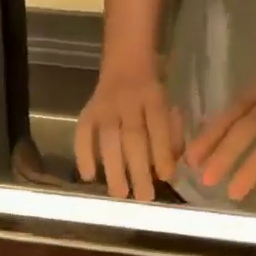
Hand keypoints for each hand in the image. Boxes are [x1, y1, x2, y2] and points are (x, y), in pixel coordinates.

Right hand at [74, 67, 183, 201]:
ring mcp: (104, 106)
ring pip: (108, 139)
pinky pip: (82, 133)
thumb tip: (168, 170)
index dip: (162, 152)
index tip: (166, 178)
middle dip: (138, 169)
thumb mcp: (169, 104)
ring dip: (113, 169)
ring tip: (120, 195)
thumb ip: (172, 134)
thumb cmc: (152, 91)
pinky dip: (83, 155)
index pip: (158, 126)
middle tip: (143, 197)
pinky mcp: (87, 111)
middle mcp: (128, 100)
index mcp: (153, 96)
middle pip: (133, 137)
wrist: (125, 58)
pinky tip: (88, 176)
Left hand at [185, 73, 255, 202]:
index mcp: (252, 97)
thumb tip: (191, 159)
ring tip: (234, 194)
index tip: (191, 162)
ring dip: (253, 167)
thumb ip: (222, 129)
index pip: (229, 116)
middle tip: (208, 181)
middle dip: (227, 154)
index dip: (210, 137)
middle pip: (249, 128)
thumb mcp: (247, 108)